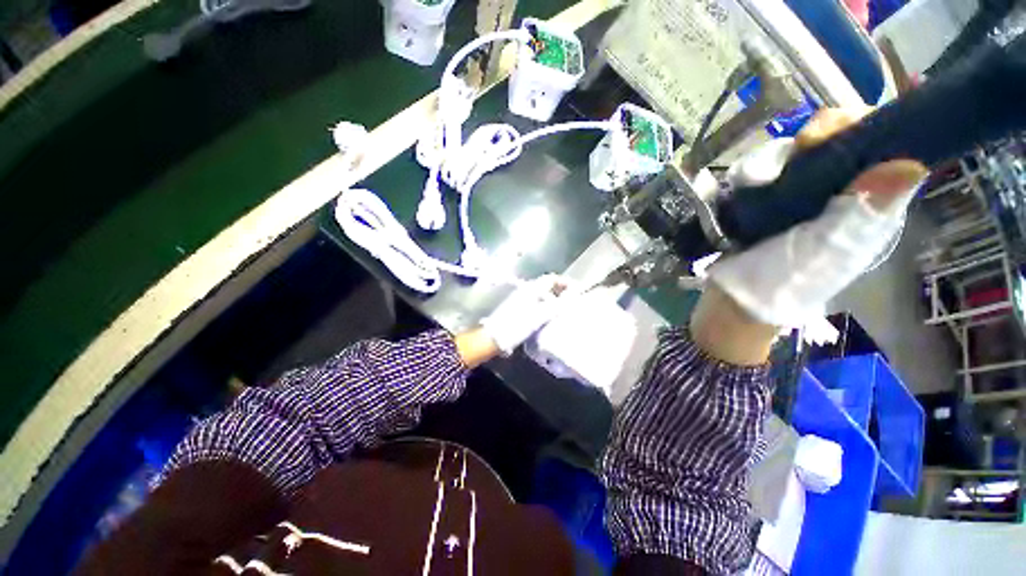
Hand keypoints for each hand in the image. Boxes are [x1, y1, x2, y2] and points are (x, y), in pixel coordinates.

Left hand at [479, 275, 570, 355]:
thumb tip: (572, 297)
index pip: (551, 279)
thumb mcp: (540, 315)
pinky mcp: (519, 309)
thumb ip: (557, 305)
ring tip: (564, 309)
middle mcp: (526, 291)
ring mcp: (521, 299)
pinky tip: (550, 317)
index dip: (565, 282)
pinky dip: (546, 306)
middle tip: (572, 300)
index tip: (576, 290)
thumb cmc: (517, 325)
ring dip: (554, 299)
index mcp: (531, 289)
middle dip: (561, 290)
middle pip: (547, 286)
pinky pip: (537, 303)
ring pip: (542, 295)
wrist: (495, 337)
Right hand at [693, 108, 927, 364]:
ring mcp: (805, 197)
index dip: (865, 126)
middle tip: (794, 153)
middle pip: (845, 140)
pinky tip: (750, 185)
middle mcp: (843, 195)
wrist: (733, 301)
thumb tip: (911, 165)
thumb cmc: (780, 281)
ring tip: (761, 179)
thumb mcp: (824, 251)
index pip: (885, 146)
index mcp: (869, 206)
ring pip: (807, 151)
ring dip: (784, 155)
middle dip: (820, 136)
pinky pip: (773, 169)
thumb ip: (860, 214)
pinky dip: (760, 169)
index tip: (831, 134)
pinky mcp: (771, 202)